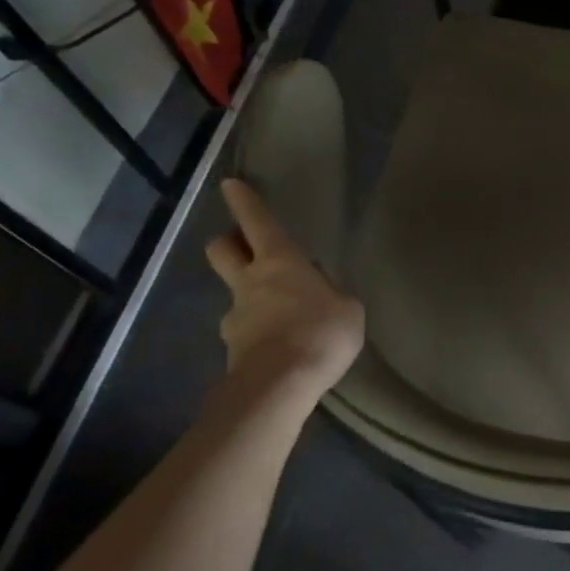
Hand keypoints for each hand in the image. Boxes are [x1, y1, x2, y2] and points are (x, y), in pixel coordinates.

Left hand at [204, 178, 363, 412]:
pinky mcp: (233, 351)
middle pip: (222, 250)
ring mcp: (236, 318)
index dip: (244, 202)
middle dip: (228, 243)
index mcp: (280, 262)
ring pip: (236, 296)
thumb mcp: (347, 308)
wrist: (280, 385)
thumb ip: (330, 295)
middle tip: (244, 246)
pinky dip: (259, 334)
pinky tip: (281, 347)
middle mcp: (250, 283)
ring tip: (282, 316)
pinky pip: (246, 333)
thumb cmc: (321, 332)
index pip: (257, 222)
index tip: (230, 185)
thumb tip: (317, 298)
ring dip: (252, 298)